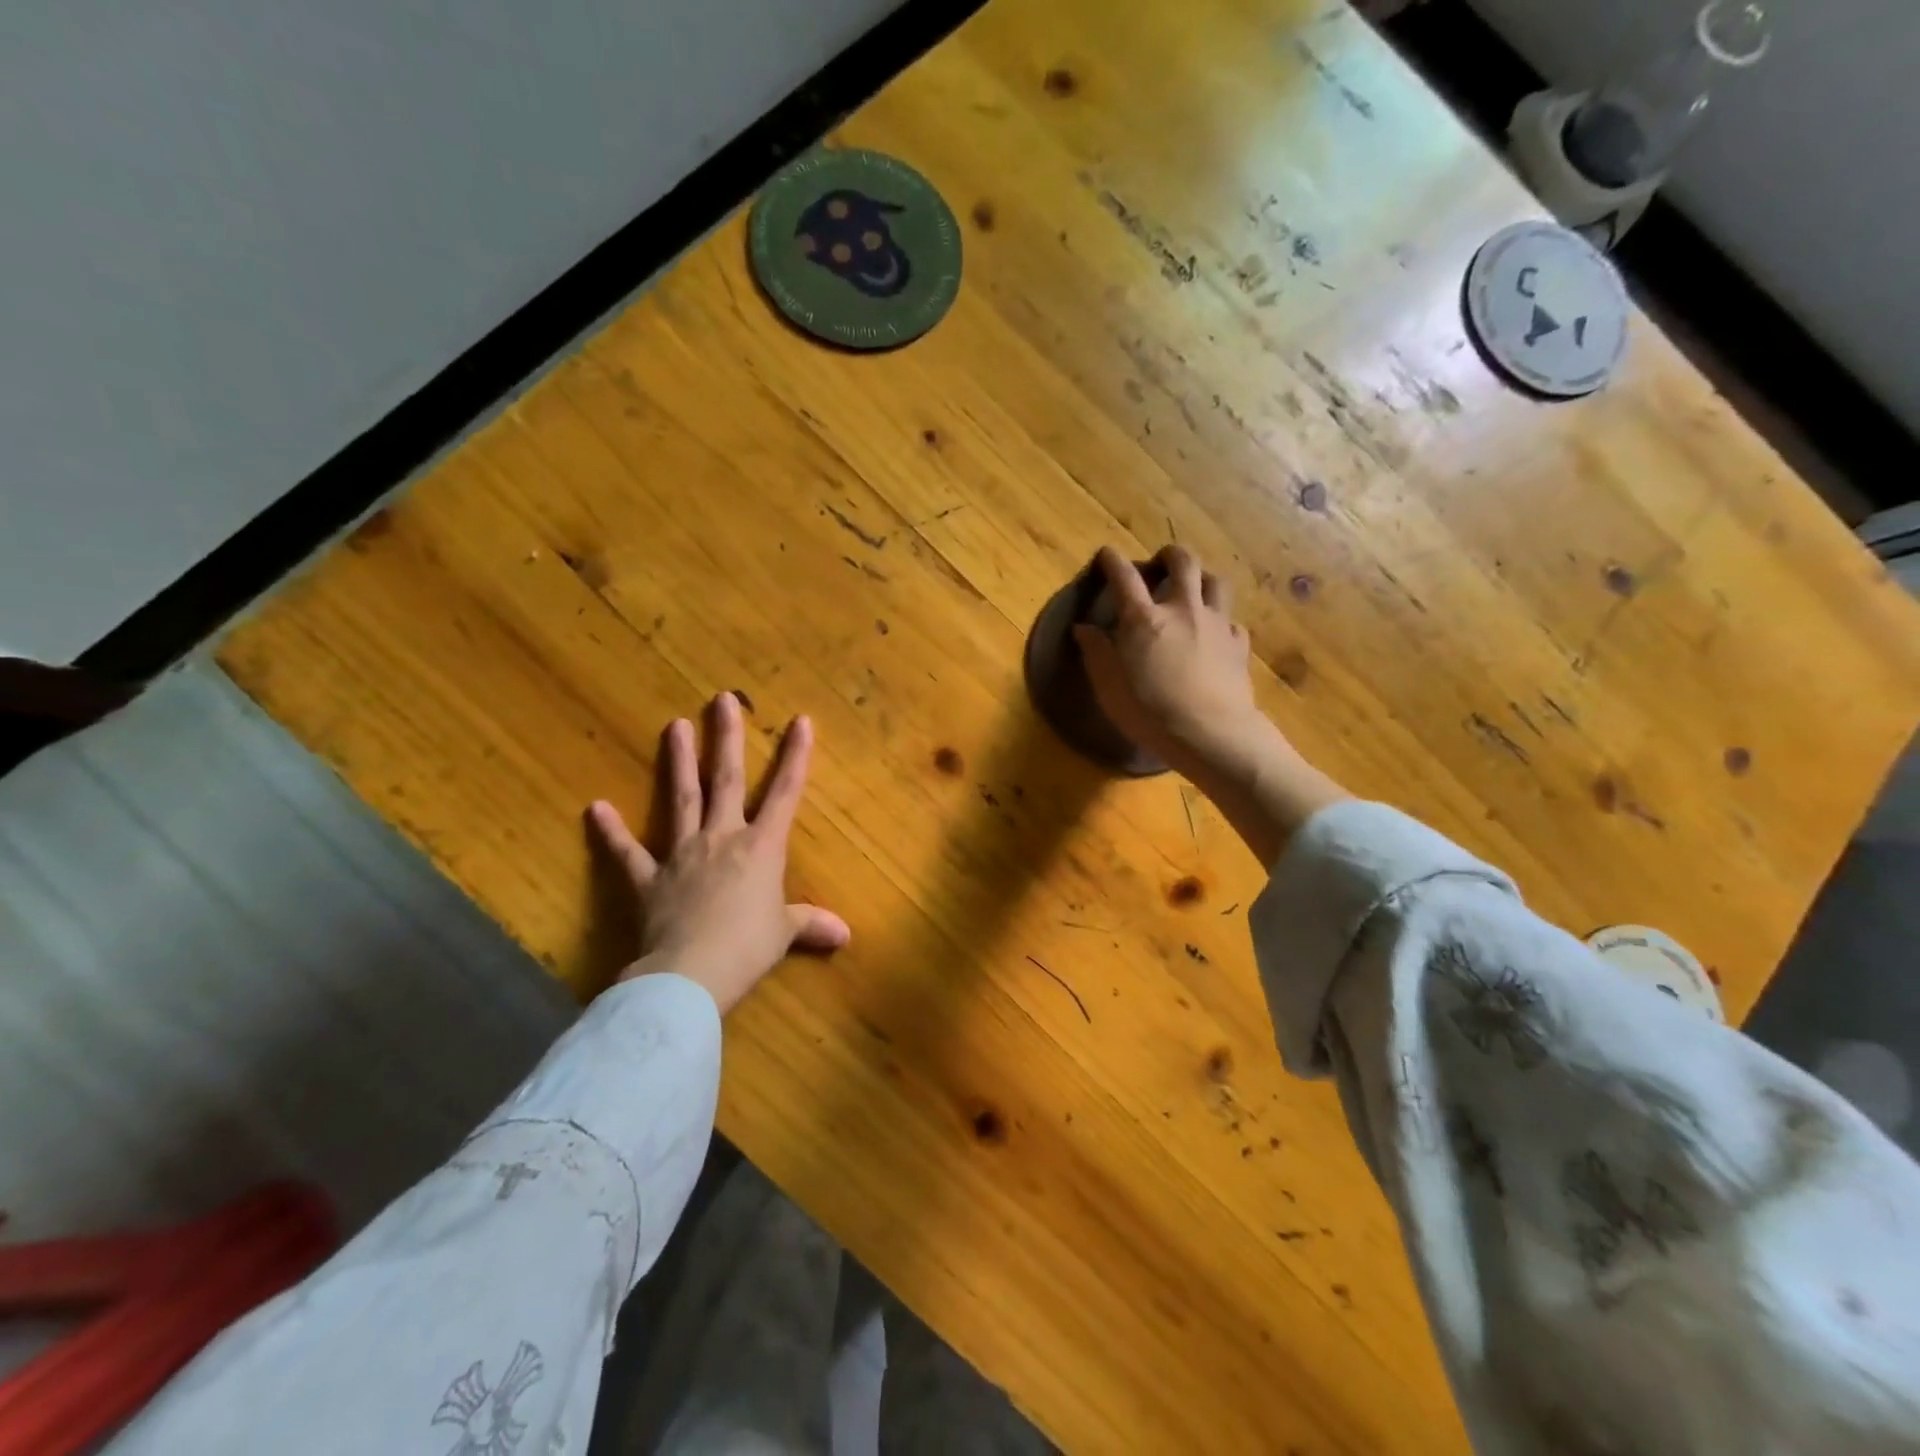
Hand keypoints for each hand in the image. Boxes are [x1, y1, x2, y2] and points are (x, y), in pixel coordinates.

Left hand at [587, 693, 849, 1012]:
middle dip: (727, 738)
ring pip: (683, 799)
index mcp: (761, 847)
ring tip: (675, 724)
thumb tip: (844, 935)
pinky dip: (611, 832)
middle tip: (722, 700)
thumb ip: (810, 925)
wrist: (690, 975)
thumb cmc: (747, 948)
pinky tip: (596, 808)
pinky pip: (628, 853)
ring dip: (680, 762)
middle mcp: (722, 838)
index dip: (796, 756)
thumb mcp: (784, 935)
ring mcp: (683, 854)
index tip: (801, 720)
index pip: (786, 793)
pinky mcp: (649, 879)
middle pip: (727, 780)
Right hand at [1073, 544, 1265, 778]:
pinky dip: (1221, 619)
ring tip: (1194, 587)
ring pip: (1216, 582)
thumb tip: (1083, 628)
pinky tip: (1215, 633)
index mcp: (1144, 619)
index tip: (1106, 554)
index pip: (1124, 577)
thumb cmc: (1150, 713)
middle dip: (1170, 555)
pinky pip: (1232, 620)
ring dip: (1203, 577)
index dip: (1113, 561)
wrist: (1211, 734)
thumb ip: (1096, 653)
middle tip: (1161, 561)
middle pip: (1183, 563)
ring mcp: (1216, 624)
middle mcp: (1182, 610)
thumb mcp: (1110, 688)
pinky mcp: (1238, 644)